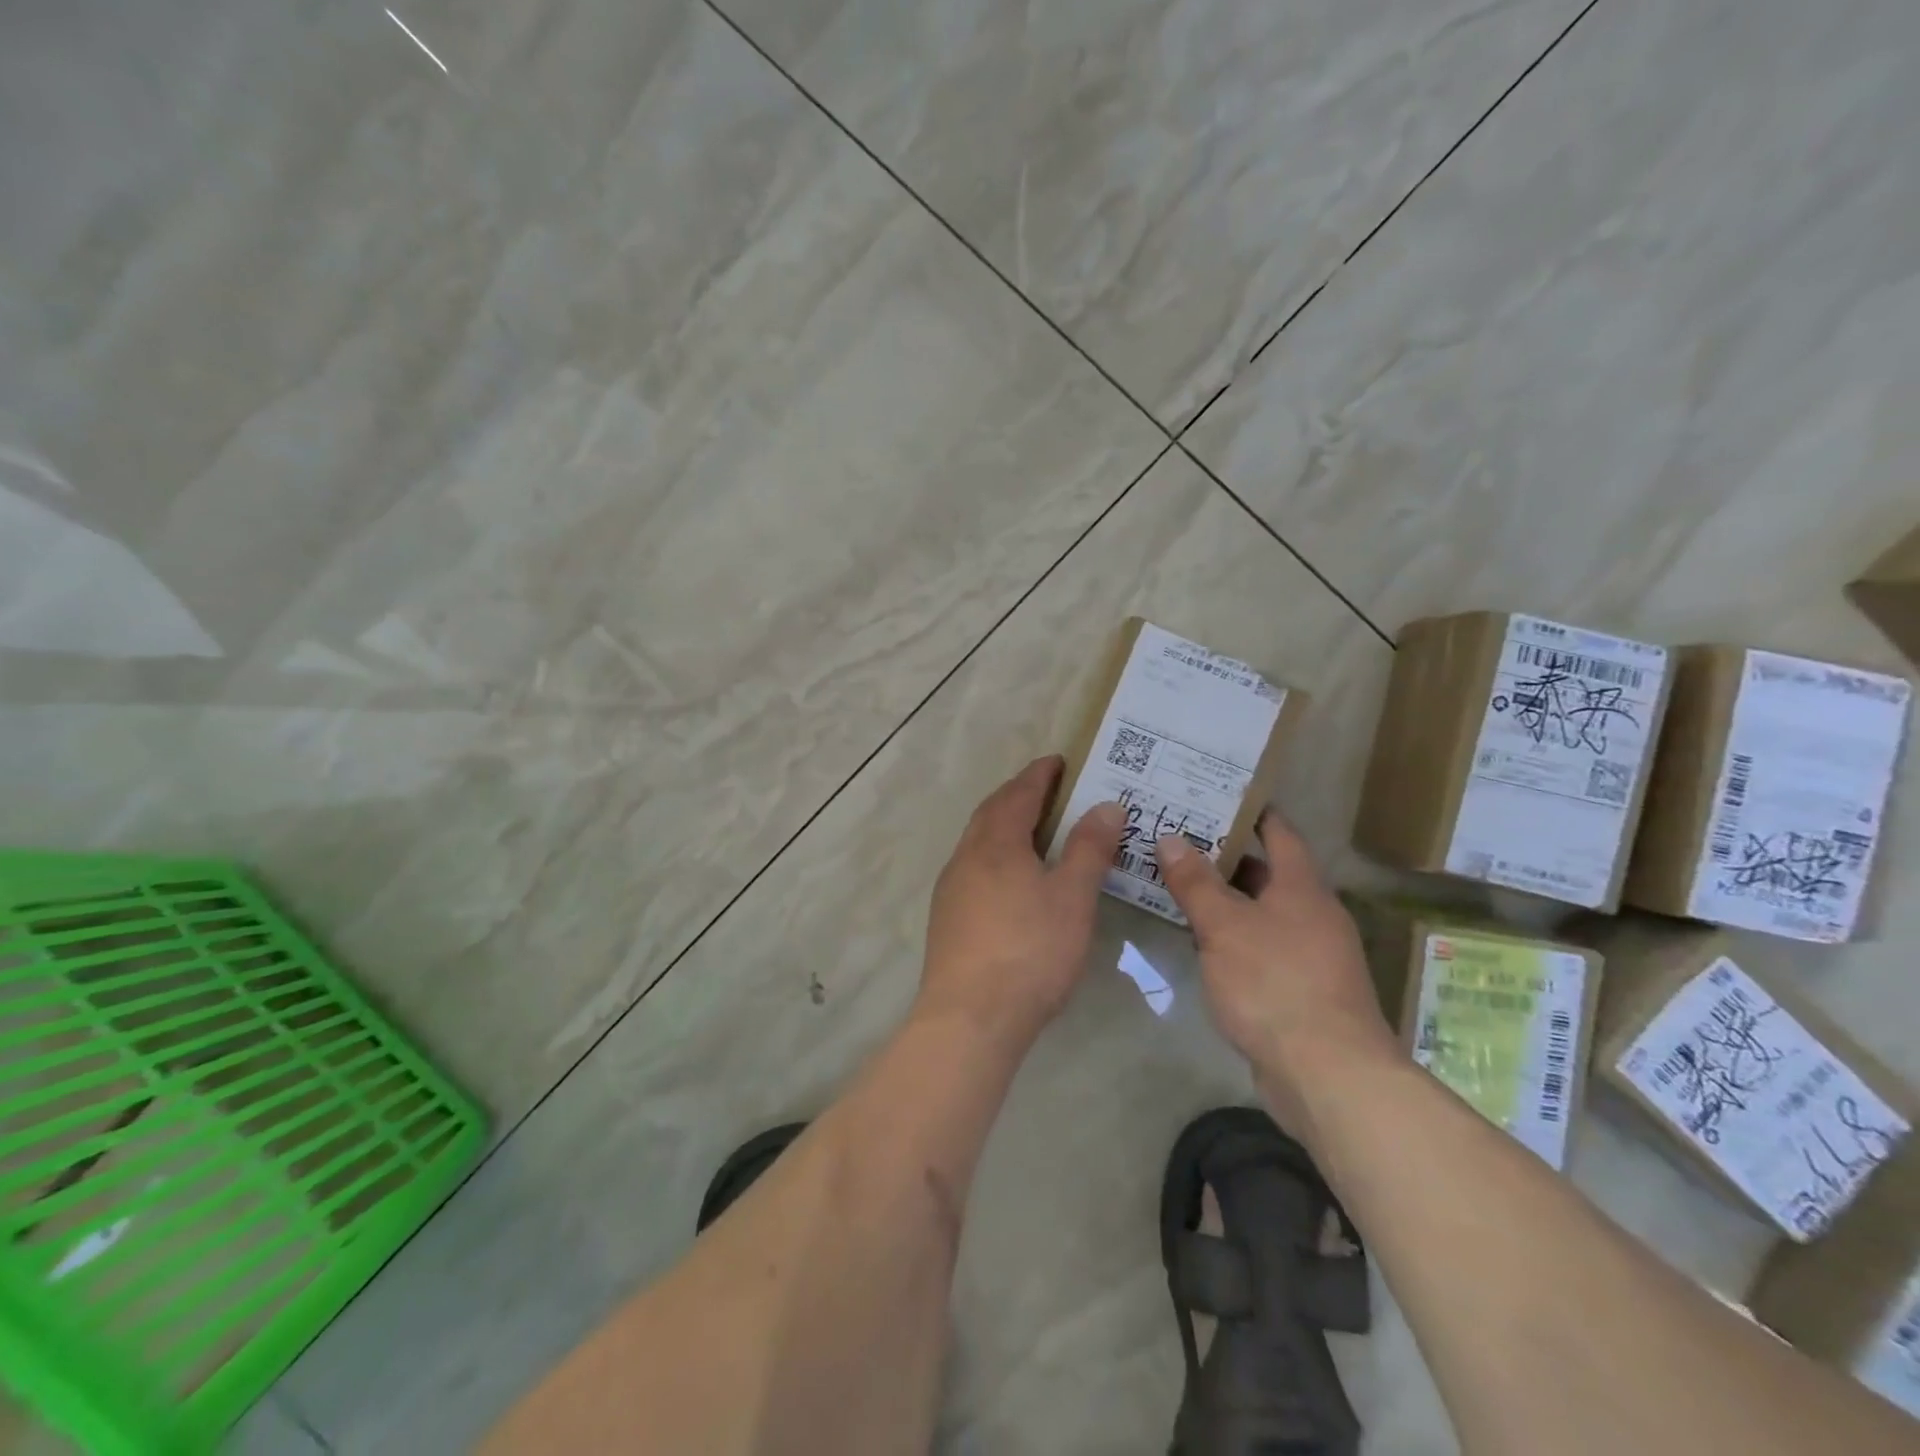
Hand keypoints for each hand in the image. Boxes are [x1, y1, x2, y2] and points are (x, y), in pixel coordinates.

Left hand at [919, 757, 1125, 1049]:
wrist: (970, 1017)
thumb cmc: (1030, 950)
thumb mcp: (1072, 897)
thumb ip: (1089, 848)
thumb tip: (1106, 805)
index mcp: (996, 842)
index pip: (1019, 793)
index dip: (1040, 774)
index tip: (1059, 761)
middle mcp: (967, 856)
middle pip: (992, 812)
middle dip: (1019, 795)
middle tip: (1049, 790)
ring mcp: (952, 887)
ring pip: (979, 840)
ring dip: (1005, 825)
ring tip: (1035, 830)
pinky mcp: (947, 917)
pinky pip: (974, 867)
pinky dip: (996, 855)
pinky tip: (1012, 879)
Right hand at [1155, 815, 1398, 1132]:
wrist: (1328, 1075)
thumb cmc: (1274, 984)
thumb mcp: (1224, 927)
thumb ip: (1195, 882)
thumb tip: (1170, 838)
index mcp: (1302, 888)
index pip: (1278, 833)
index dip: (1250, 812)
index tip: (1214, 796)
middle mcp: (1313, 914)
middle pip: (1267, 873)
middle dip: (1224, 857)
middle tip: (1177, 840)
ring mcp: (1311, 954)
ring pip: (1261, 913)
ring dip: (1225, 900)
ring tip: (1177, 885)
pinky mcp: (1301, 990)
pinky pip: (1262, 947)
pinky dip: (1233, 937)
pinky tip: (1201, 942)